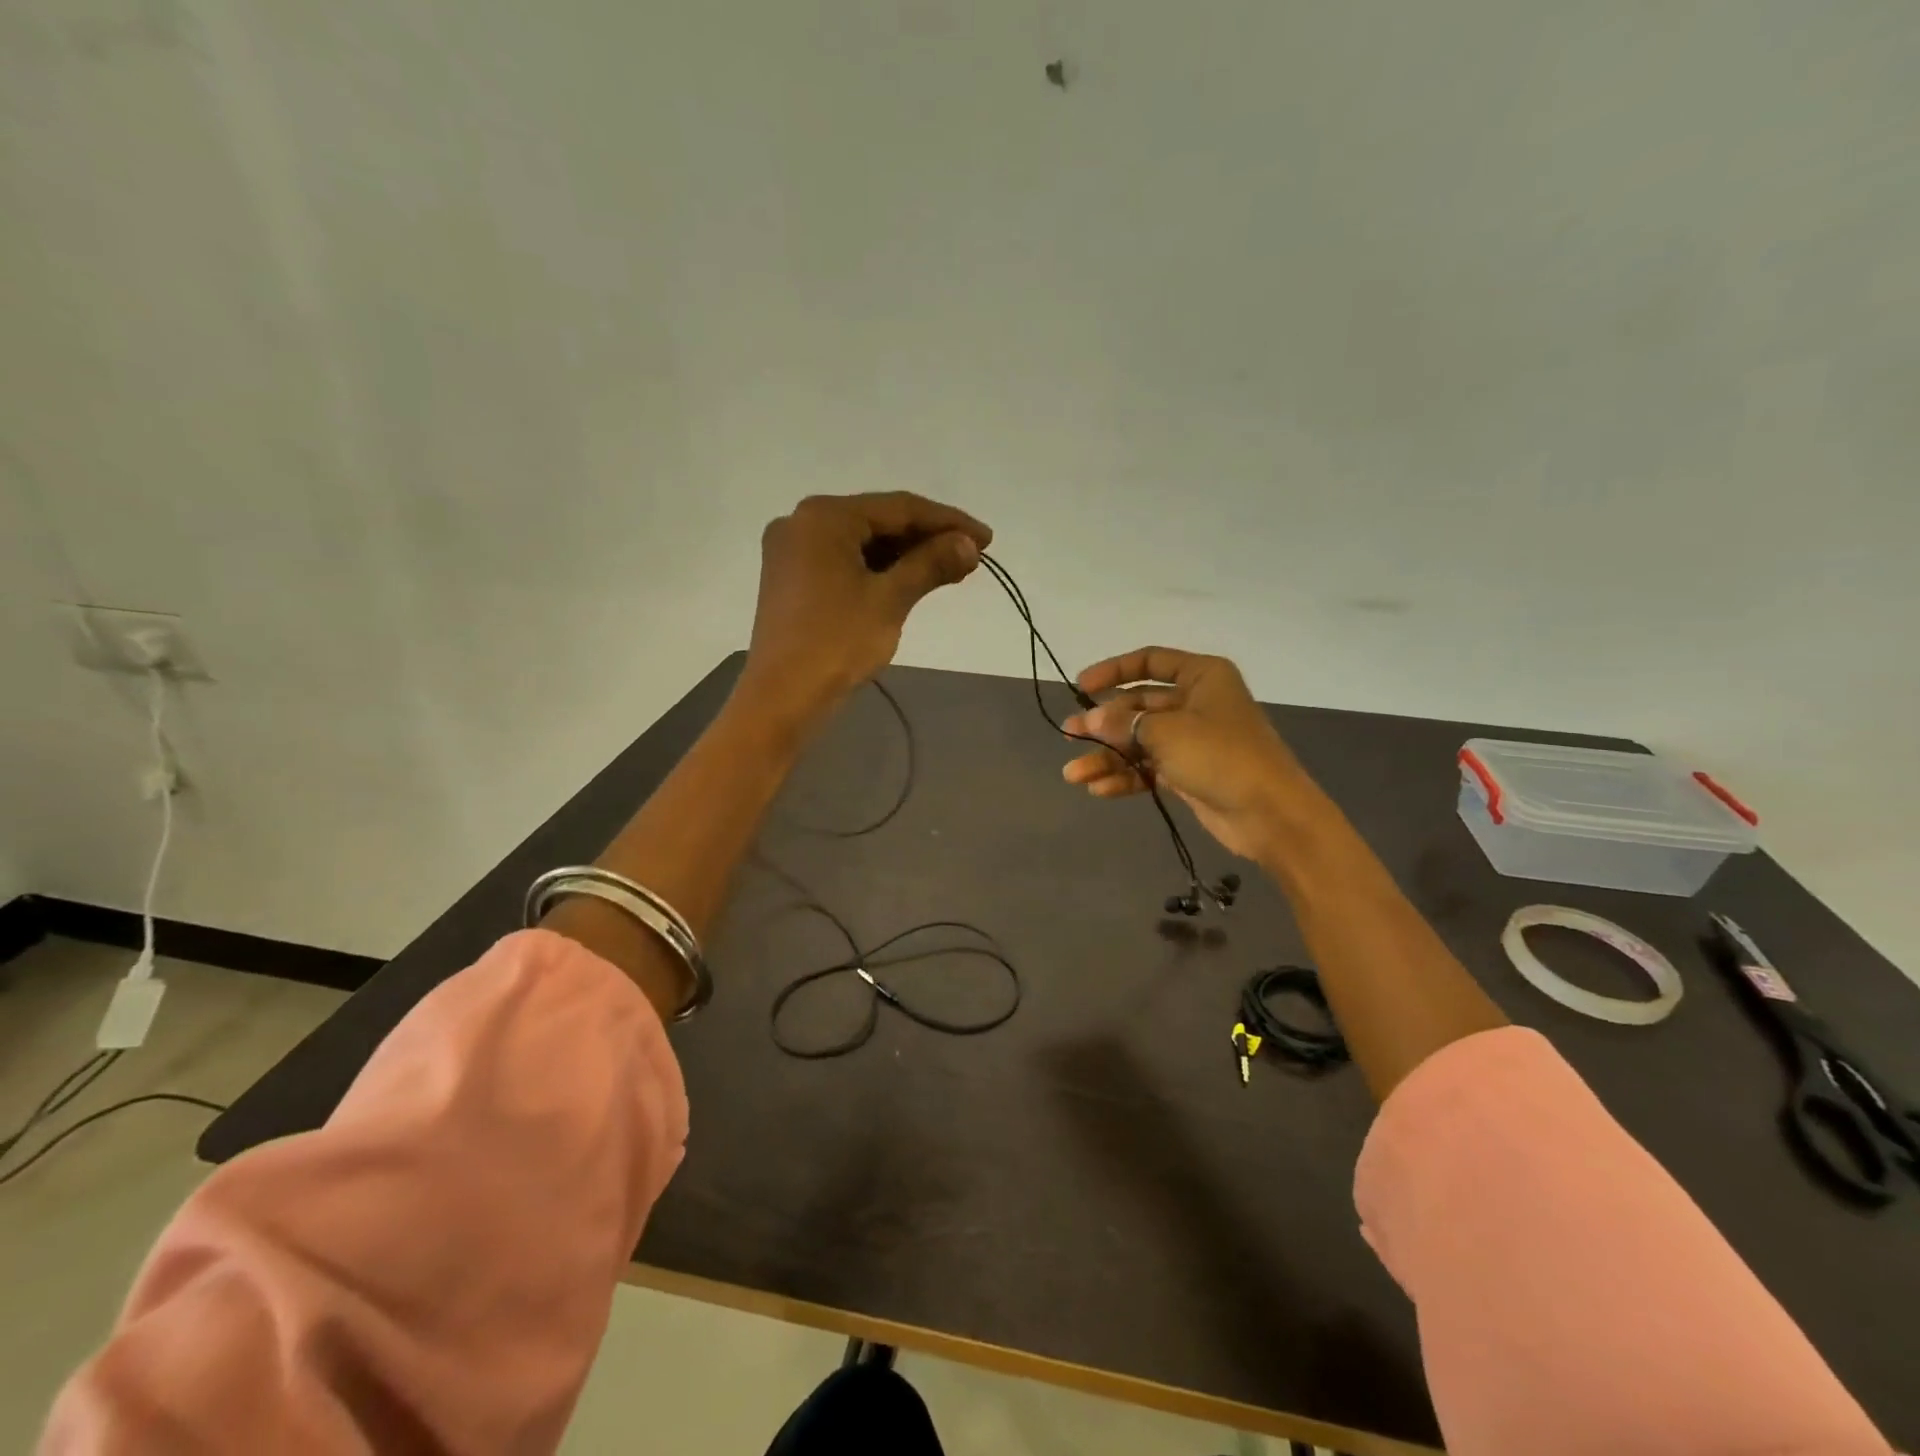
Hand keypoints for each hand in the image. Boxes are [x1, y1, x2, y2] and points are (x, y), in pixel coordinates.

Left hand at [743, 492, 990, 723]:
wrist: (782, 697)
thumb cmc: (837, 642)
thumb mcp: (890, 599)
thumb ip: (931, 564)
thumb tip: (969, 545)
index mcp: (824, 516)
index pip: (898, 508)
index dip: (948, 521)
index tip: (986, 539)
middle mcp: (801, 522)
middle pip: (878, 521)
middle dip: (927, 539)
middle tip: (971, 556)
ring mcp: (792, 552)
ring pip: (862, 543)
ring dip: (905, 556)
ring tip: (949, 570)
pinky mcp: (792, 579)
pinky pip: (845, 562)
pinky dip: (878, 570)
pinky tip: (910, 581)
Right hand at [1060, 647, 1314, 861]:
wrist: (1271, 814)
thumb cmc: (1221, 756)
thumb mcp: (1167, 733)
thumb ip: (1123, 723)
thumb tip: (1088, 720)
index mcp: (1202, 677)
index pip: (1150, 662)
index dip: (1113, 671)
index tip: (1081, 687)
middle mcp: (1196, 702)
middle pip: (1139, 706)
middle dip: (1103, 724)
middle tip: (1069, 736)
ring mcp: (1193, 740)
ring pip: (1140, 741)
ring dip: (1108, 757)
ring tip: (1074, 775)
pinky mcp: (1189, 772)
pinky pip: (1149, 768)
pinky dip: (1126, 777)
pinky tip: (1099, 789)